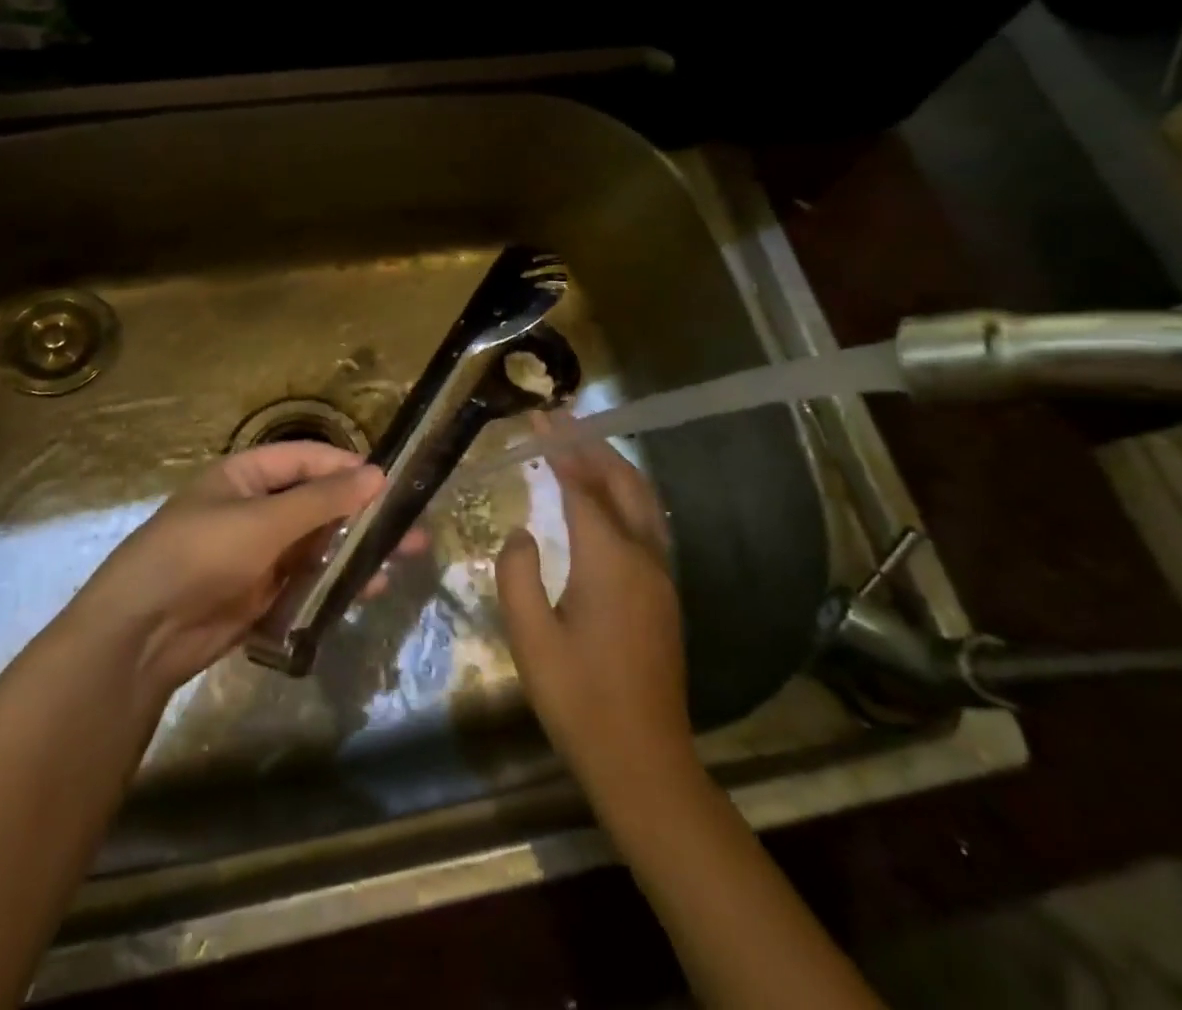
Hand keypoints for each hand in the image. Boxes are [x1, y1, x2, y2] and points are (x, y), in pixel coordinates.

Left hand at [69, 442, 385, 694]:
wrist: (141, 633)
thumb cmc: (200, 555)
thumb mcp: (264, 521)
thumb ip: (322, 500)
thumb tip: (377, 474)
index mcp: (245, 476)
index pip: (304, 458)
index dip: (345, 466)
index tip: (388, 480)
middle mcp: (254, 509)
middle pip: (316, 502)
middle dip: (360, 513)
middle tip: (409, 525)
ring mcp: (258, 554)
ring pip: (317, 544)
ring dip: (355, 549)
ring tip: (402, 557)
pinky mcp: (261, 594)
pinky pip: (307, 580)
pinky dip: (336, 581)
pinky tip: (369, 588)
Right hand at [496, 417, 696, 809]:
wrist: (643, 760)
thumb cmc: (578, 698)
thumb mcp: (530, 639)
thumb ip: (517, 575)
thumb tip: (521, 532)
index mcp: (609, 561)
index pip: (583, 488)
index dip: (562, 451)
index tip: (540, 421)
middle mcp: (643, 558)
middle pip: (624, 484)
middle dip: (594, 447)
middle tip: (563, 422)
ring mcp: (661, 576)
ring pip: (643, 502)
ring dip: (614, 468)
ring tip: (582, 448)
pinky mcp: (665, 595)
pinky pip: (648, 524)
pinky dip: (624, 496)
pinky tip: (605, 501)